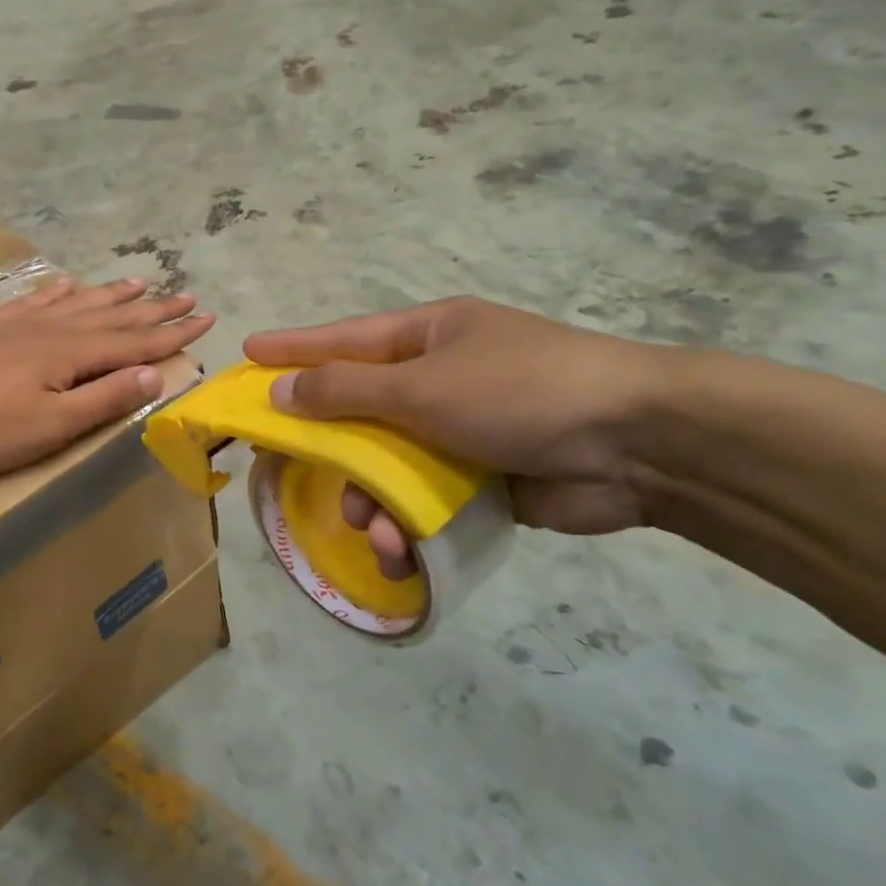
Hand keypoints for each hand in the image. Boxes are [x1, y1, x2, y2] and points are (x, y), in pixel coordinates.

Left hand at [0, 275, 214, 475]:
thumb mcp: (53, 425)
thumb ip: (105, 398)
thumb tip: (154, 373)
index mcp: (72, 353)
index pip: (136, 341)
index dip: (173, 332)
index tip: (206, 318)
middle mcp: (53, 328)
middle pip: (114, 316)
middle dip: (154, 309)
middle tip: (187, 296)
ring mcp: (21, 323)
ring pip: (80, 302)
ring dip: (114, 294)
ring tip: (142, 281)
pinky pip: (38, 300)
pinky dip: (60, 291)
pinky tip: (69, 283)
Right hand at [245, 299, 676, 568]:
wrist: (636, 444)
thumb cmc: (519, 391)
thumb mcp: (422, 385)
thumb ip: (346, 391)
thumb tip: (282, 392)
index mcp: (429, 336)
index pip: (344, 339)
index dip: (293, 349)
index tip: (248, 353)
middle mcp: (440, 378)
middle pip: (361, 409)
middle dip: (330, 446)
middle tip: (286, 465)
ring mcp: (462, 430)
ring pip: (389, 464)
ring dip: (370, 498)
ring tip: (368, 527)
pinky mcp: (483, 478)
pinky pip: (423, 499)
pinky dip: (407, 523)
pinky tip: (399, 548)